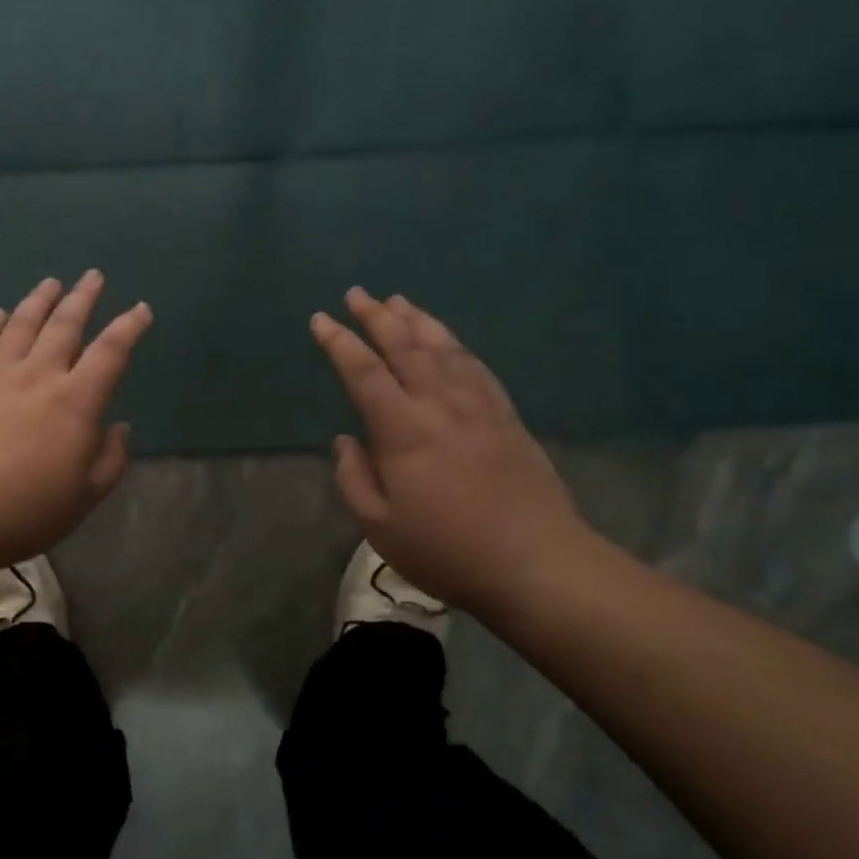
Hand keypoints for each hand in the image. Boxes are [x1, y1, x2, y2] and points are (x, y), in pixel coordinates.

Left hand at [0, 272, 152, 571]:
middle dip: (83, 298)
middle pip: (65, 325)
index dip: (129, 327)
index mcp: (75, 401)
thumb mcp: (84, 497)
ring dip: (40, 300)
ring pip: (22, 324)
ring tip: (51, 283)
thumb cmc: (23, 511)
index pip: (110, 352)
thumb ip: (110, 459)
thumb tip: (119, 428)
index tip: (140, 309)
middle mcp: (38, 375)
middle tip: (92, 276)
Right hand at [311, 288, 595, 611]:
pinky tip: (448, 339)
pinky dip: (456, 345)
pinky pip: (476, 367)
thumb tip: (345, 441)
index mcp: (404, 431)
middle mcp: (440, 405)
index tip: (321, 320)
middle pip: (405, 347)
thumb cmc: (448, 550)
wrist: (537, 564)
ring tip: (398, 301)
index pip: (364, 372)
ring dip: (417, 321)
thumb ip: (354, 479)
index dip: (339, 342)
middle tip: (357, 293)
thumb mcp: (380, 527)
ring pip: (443, 349)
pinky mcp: (507, 417)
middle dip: (377, 316)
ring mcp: (479, 407)